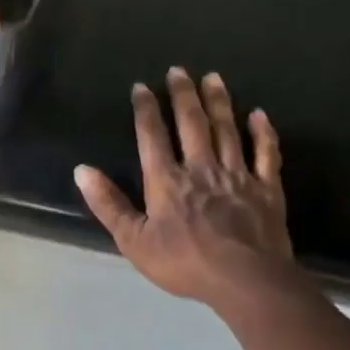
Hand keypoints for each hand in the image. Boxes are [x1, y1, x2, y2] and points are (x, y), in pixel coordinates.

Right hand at [75, 68, 295, 311]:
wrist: (245, 279)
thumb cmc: (183, 262)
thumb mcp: (133, 240)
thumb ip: (108, 204)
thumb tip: (82, 170)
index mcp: (166, 181)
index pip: (152, 136)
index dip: (145, 110)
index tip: (141, 86)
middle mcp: (201, 168)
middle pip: (192, 124)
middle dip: (183, 95)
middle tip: (179, 70)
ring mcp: (237, 175)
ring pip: (227, 130)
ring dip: (219, 102)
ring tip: (214, 78)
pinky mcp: (267, 188)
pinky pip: (266, 153)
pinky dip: (263, 132)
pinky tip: (259, 115)